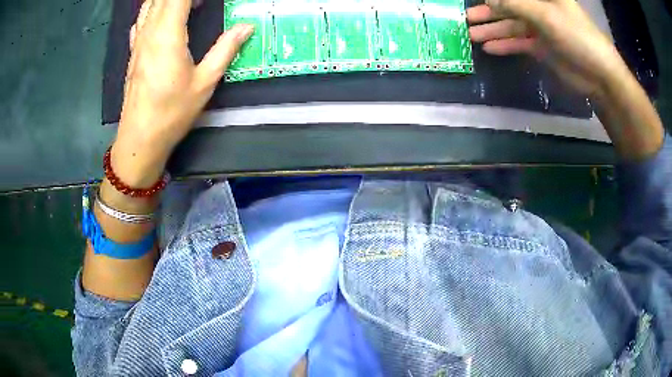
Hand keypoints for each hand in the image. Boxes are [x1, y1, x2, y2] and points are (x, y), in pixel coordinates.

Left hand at [113, 0, 252, 186]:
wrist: (140, 138)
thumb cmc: (172, 112)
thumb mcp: (205, 82)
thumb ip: (225, 49)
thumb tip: (246, 26)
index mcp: (168, 34)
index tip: (210, 1)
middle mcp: (150, 31)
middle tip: (203, 4)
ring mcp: (138, 41)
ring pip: (149, 4)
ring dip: (167, 0)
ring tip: (188, 5)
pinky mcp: (133, 51)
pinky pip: (141, 19)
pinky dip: (153, 9)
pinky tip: (164, 16)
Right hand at [467, 0, 629, 97]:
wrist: (600, 75)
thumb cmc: (577, 36)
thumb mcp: (545, 15)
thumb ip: (514, 5)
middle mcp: (540, 8)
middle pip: (509, 7)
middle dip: (488, 12)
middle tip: (466, 18)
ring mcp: (541, 28)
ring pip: (512, 26)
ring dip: (493, 30)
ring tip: (471, 35)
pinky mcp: (542, 48)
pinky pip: (519, 43)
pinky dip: (506, 45)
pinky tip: (490, 49)